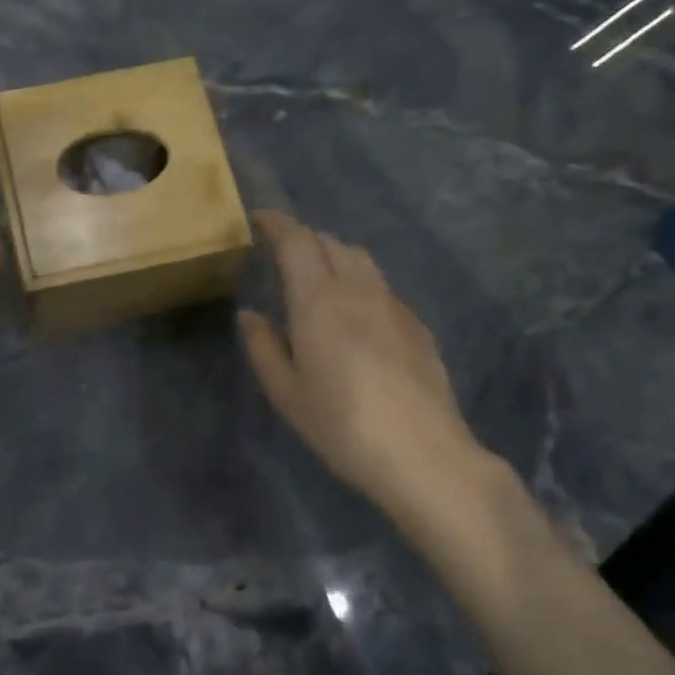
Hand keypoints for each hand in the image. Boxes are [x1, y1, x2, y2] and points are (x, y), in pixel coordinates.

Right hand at [239, 210, 505, 535]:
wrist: (424, 455)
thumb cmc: (342, 425)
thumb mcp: (286, 392)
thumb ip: (263, 347)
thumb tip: (251, 315)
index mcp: (318, 300)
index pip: (296, 240)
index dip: (276, 223)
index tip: (259, 219)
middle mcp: (357, 290)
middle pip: (329, 242)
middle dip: (302, 238)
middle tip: (281, 254)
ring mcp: (393, 305)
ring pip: (360, 259)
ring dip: (333, 255)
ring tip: (317, 276)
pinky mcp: (417, 325)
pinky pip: (381, 286)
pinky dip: (359, 282)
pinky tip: (354, 314)